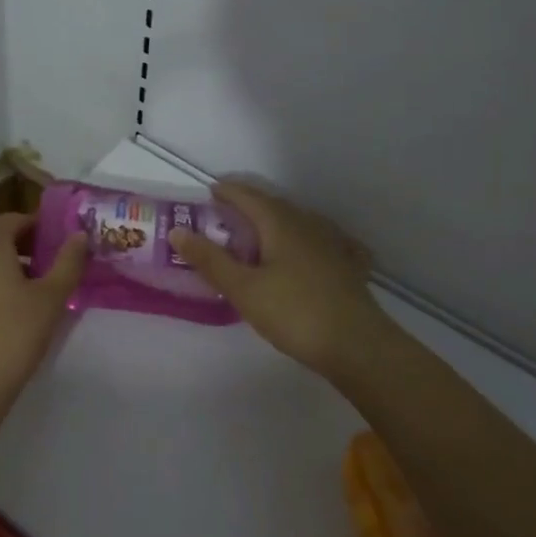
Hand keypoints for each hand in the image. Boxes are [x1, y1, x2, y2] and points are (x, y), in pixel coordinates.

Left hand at [0, 213, 86, 435]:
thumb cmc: (12, 335)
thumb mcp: (51, 298)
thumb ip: (68, 262)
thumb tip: (80, 235)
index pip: (17, 219)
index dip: (42, 228)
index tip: (62, 244)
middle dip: (21, 242)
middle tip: (47, 262)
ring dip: (2, 261)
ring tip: (29, 287)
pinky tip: (3, 310)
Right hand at [170, 181, 387, 385]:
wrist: (358, 346)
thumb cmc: (294, 312)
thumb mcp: (242, 288)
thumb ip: (210, 260)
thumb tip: (177, 231)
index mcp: (280, 224)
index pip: (248, 196)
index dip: (227, 191)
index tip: (210, 191)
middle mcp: (308, 225)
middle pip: (275, 205)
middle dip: (250, 204)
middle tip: (228, 212)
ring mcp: (333, 245)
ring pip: (300, 222)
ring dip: (277, 220)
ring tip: (262, 230)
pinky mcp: (349, 267)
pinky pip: (324, 242)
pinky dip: (310, 240)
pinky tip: (314, 249)